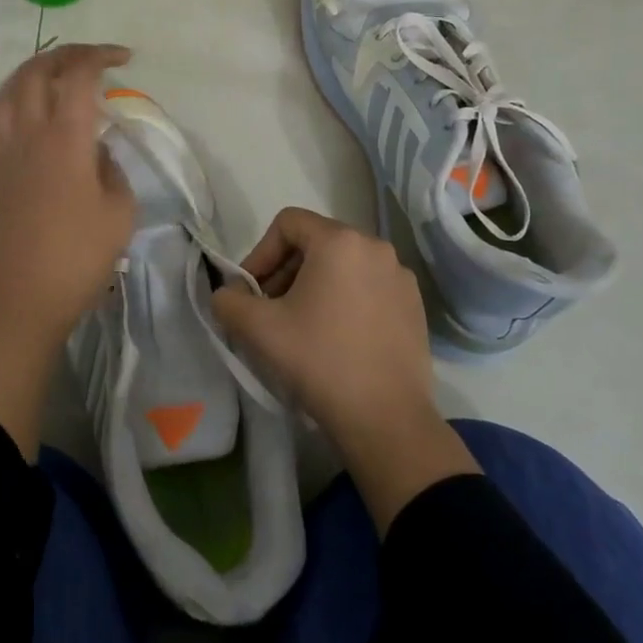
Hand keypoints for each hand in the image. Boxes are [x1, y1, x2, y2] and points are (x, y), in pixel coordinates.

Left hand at [0, 42, 136, 341]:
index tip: (122, 60)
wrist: (24, 299)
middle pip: (36, 72)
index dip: (99, 56)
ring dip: (29, 75)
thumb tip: (95, 150)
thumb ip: (112, 169)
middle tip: (89, 62)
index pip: (78, 75)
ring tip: (50, 80)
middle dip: (65, 55)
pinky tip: (1, 113)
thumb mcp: (120, 211)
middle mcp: (27, 134)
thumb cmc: (79, 256)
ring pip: (4, 93)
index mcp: (65, 138)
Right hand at [211, 208, 477, 529]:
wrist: (386, 419)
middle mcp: (375, 247)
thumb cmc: (319, 361)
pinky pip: (368, 288)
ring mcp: (400, 277)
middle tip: (270, 311)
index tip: (251, 292)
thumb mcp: (258, 328)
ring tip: (302, 327)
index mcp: (340, 241)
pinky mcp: (414, 306)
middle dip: (285, 271)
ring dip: (314, 287)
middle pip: (316, 243)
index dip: (260, 253)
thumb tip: (228, 293)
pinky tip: (337, 340)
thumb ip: (229, 300)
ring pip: (343, 266)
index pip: (288, 223)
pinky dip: (345, 301)